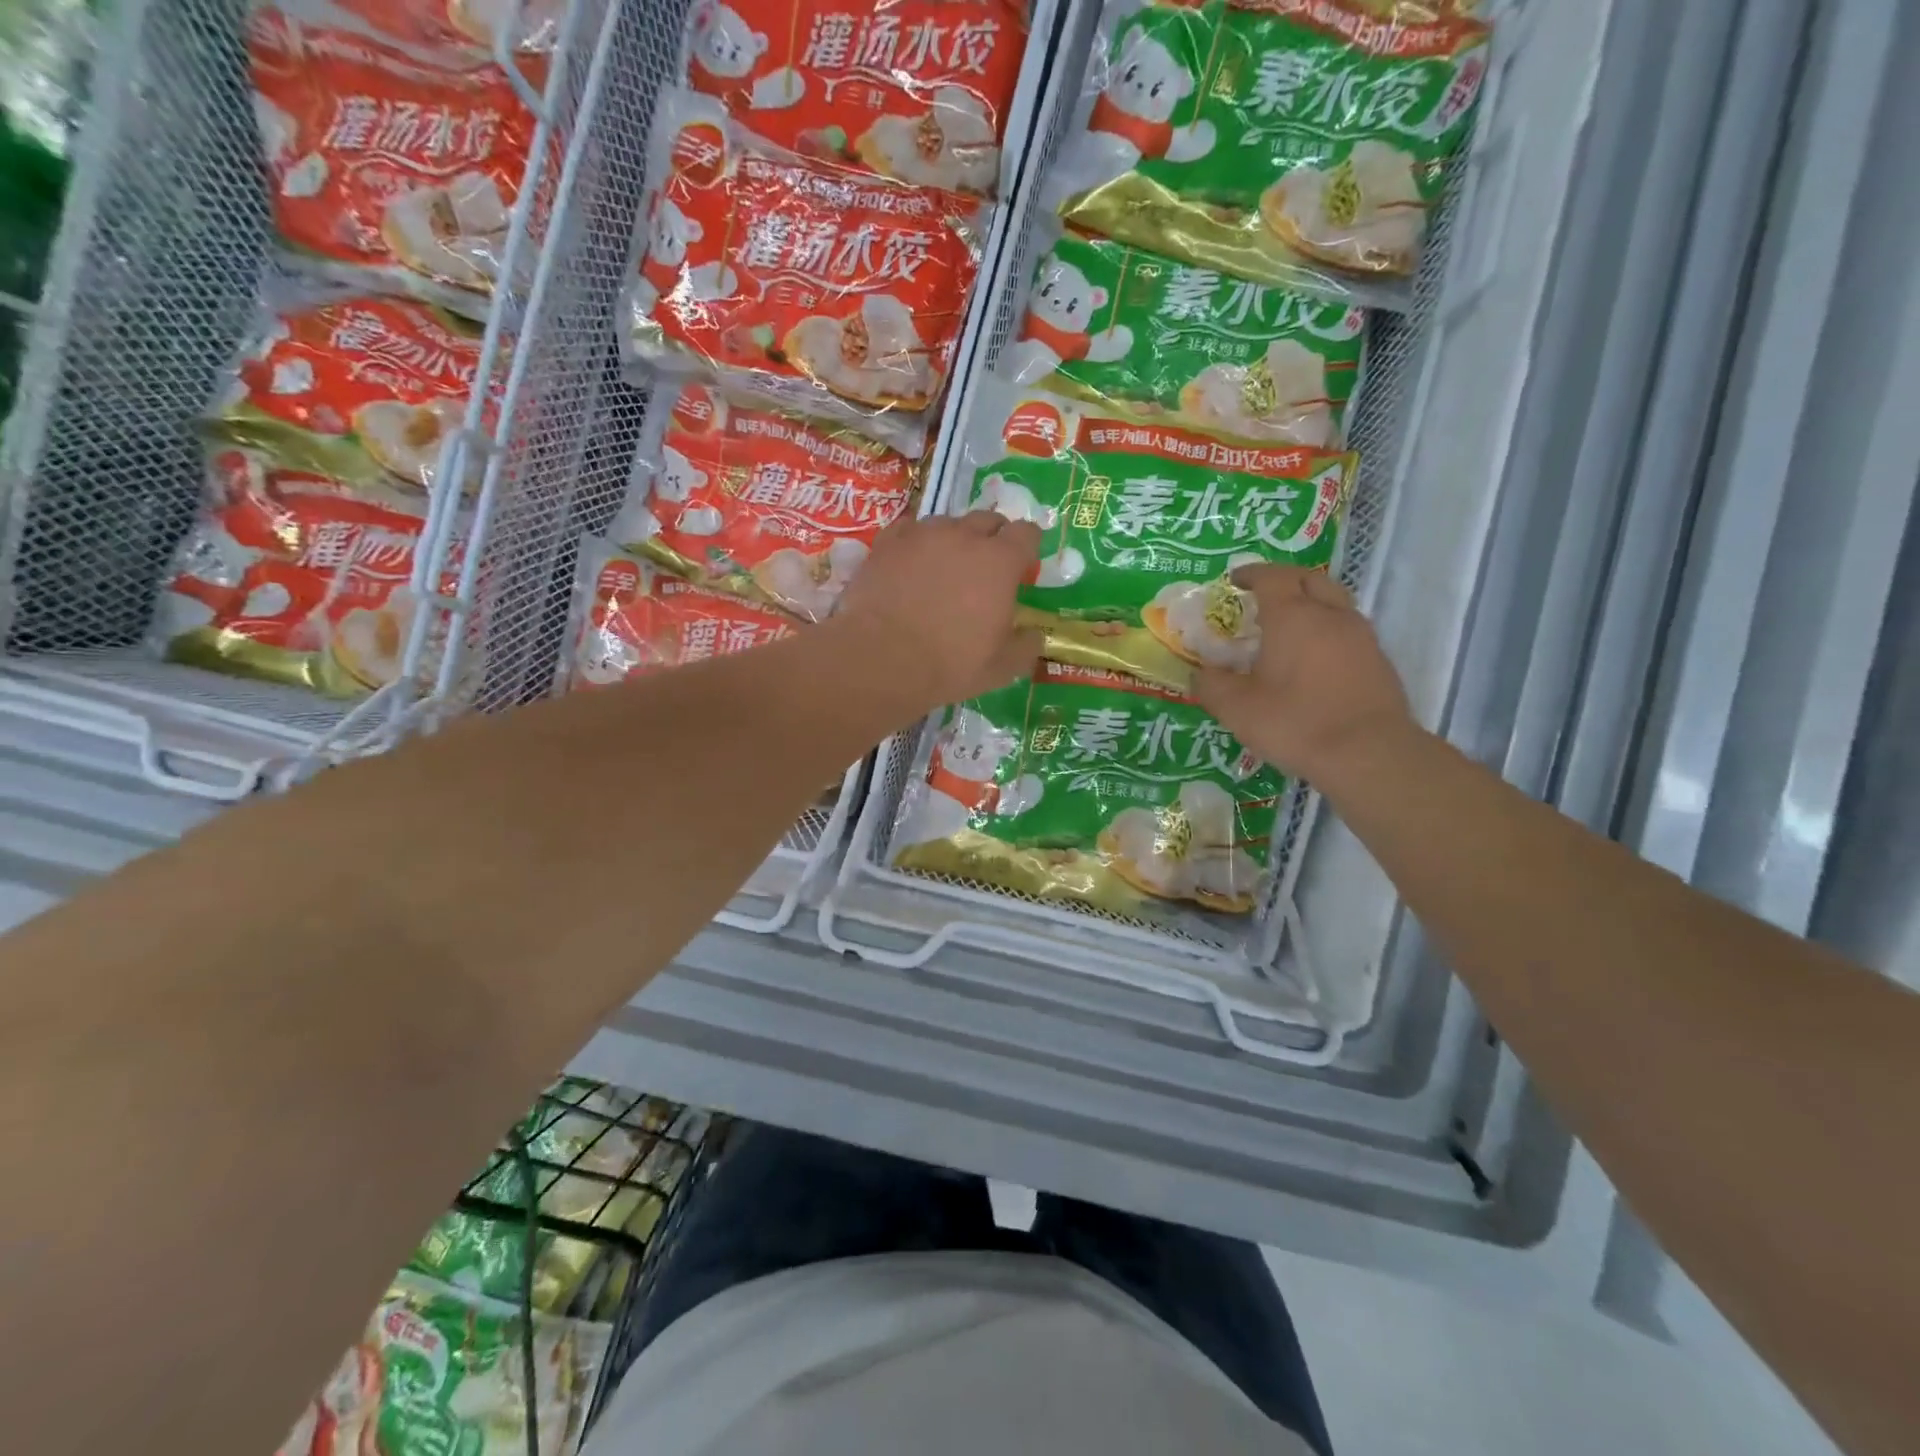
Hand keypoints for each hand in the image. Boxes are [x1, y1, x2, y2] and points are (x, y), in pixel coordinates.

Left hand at [832, 511, 1044, 711]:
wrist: (881, 659)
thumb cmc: (950, 665)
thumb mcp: (1001, 668)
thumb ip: (1026, 646)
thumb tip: (1034, 634)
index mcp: (1000, 562)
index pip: (1026, 533)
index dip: (1027, 547)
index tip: (1022, 566)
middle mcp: (964, 536)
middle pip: (988, 519)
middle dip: (993, 538)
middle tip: (985, 567)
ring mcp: (923, 534)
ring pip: (947, 523)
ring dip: (953, 539)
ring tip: (944, 567)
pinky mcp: (887, 542)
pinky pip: (909, 530)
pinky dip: (916, 542)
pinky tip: (910, 564)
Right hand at [1193, 564, 1415, 784]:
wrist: (1368, 754)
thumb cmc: (1296, 722)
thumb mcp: (1237, 709)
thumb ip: (1211, 686)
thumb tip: (1199, 674)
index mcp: (1292, 616)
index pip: (1272, 576)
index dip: (1251, 574)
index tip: (1234, 580)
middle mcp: (1330, 615)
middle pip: (1310, 580)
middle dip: (1285, 581)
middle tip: (1264, 597)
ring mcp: (1360, 636)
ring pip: (1334, 603)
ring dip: (1311, 605)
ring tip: (1289, 628)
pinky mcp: (1378, 661)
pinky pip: (1348, 631)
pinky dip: (1327, 632)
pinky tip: (1314, 660)